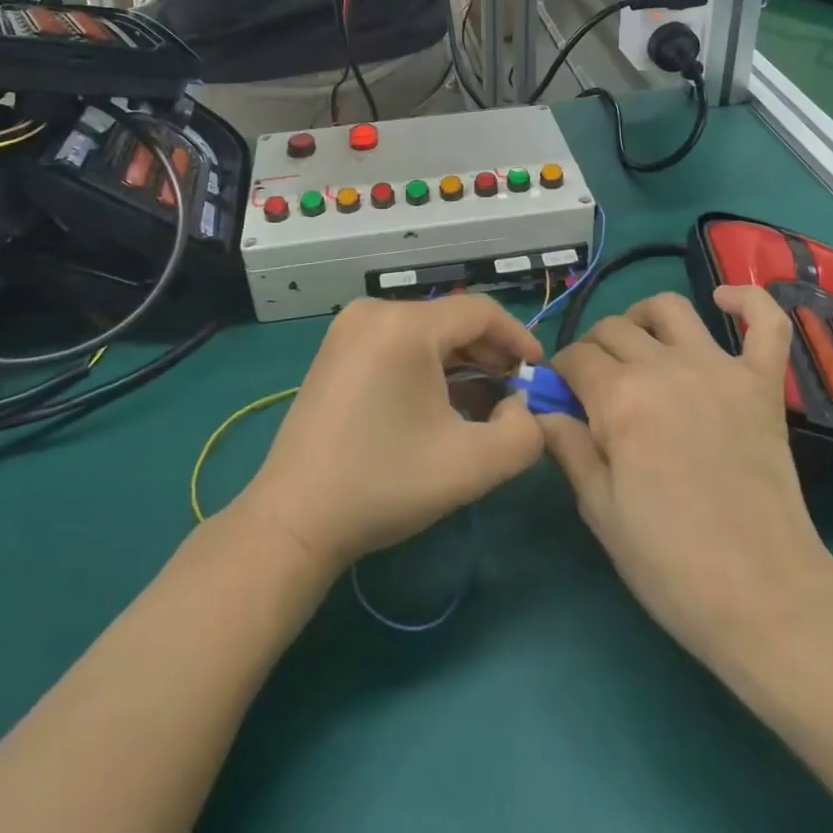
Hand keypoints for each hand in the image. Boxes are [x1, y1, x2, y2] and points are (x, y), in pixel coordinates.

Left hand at [235, 295, 545, 573]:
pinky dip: (428, 368)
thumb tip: (523, 407)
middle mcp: (374, 312)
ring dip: (462, 364)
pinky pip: (399, 345)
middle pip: (452, 320)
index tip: (539, 373)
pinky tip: (444, 404)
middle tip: (516, 394)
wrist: (294, 521)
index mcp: (404, 325)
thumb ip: (522, 434)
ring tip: (486, 403)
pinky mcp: (337, 351)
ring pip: (426, 334)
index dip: (518, 339)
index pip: (481, 312)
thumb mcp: (470, 466)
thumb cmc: (384, 484)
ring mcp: (349, 330)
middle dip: (491, 355)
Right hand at [540, 288, 832, 675]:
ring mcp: (720, 369)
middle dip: (593, 348)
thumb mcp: (600, 511)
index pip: (576, 358)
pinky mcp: (763, 383)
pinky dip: (747, 300)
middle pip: (614, 328)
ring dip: (644, 316)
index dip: (561, 374)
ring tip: (640, 342)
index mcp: (620, 398)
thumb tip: (542, 410)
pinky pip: (765, 322)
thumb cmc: (671, 562)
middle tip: (595, 384)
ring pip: (671, 309)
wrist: (765, 598)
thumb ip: (567, 447)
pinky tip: (723, 299)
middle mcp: (665, 368)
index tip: (562, 397)